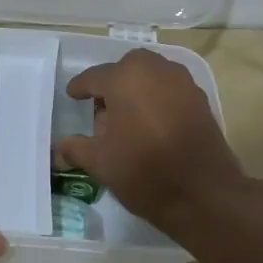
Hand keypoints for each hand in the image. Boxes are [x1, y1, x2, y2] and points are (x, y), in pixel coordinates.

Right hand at [54, 49, 244, 232]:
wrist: (204, 194)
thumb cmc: (143, 171)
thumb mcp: (100, 162)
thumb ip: (76, 148)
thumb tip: (58, 146)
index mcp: (125, 78)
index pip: (94, 77)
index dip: (80, 87)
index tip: (72, 95)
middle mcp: (155, 70)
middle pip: (126, 68)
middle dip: (112, 82)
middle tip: (102, 106)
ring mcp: (182, 83)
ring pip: (151, 74)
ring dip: (137, 87)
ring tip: (127, 115)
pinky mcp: (200, 99)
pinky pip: (171, 89)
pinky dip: (157, 97)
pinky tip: (151, 122)